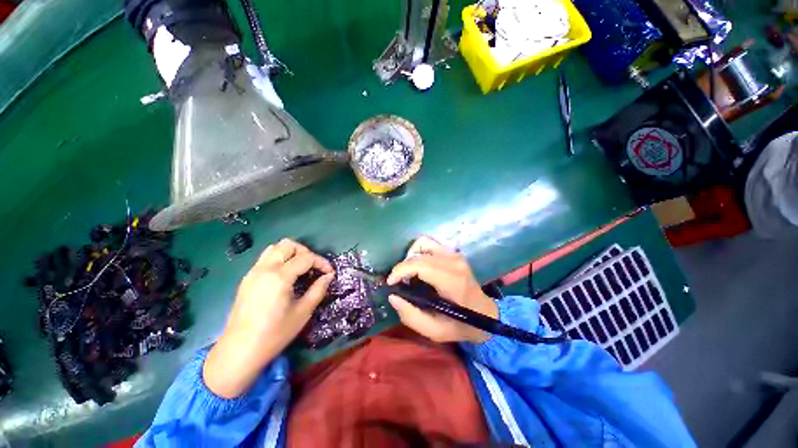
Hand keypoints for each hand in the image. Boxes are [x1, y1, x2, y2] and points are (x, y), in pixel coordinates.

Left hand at [203, 239, 333, 398]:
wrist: (239, 351)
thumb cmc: (274, 334)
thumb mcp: (303, 312)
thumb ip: (318, 290)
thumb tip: (329, 276)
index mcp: (280, 277)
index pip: (306, 257)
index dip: (321, 262)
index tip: (329, 273)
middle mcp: (265, 269)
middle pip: (288, 245)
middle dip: (305, 252)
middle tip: (313, 267)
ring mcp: (253, 272)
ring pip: (274, 248)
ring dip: (291, 253)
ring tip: (300, 268)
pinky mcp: (247, 279)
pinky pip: (265, 258)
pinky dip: (279, 259)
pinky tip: (285, 276)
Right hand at [387, 236, 497, 343]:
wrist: (486, 314)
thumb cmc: (461, 325)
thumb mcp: (435, 331)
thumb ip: (411, 316)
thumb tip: (393, 296)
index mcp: (452, 281)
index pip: (420, 265)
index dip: (400, 270)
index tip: (390, 283)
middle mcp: (454, 262)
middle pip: (419, 253)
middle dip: (403, 266)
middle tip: (399, 282)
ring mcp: (455, 254)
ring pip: (423, 243)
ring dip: (411, 256)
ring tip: (408, 273)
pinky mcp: (454, 253)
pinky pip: (430, 244)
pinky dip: (419, 252)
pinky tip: (419, 267)